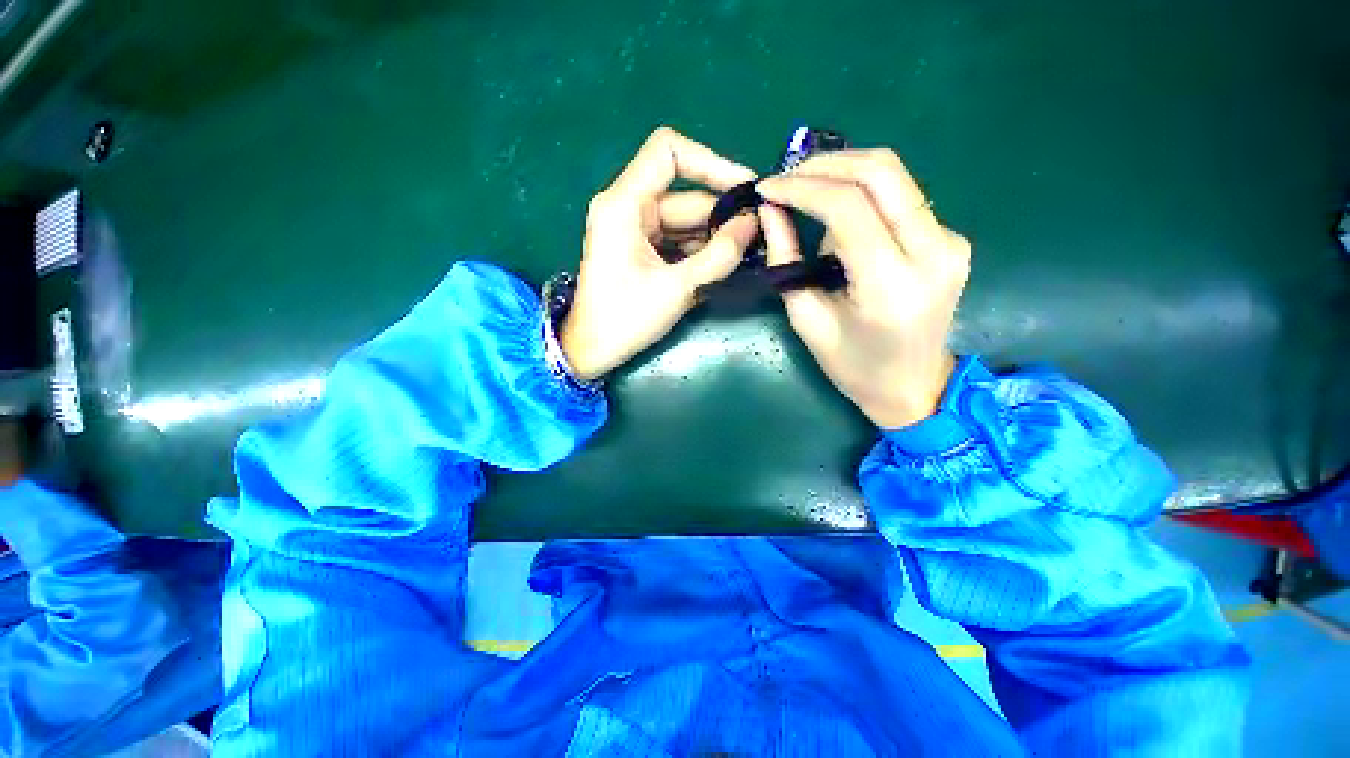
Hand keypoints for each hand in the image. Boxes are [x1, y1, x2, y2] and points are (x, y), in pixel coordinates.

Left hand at [560, 127, 759, 379]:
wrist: (592, 351)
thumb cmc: (625, 319)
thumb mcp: (676, 288)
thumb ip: (718, 256)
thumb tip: (752, 223)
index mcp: (624, 204)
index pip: (669, 152)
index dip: (712, 162)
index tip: (745, 188)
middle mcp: (628, 207)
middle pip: (685, 195)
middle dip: (722, 214)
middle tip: (759, 233)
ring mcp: (634, 229)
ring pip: (685, 221)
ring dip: (715, 236)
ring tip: (748, 253)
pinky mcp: (641, 249)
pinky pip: (677, 239)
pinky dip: (700, 250)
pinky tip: (723, 266)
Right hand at [756, 149, 970, 428]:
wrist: (913, 385)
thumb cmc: (852, 366)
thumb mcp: (807, 319)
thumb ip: (787, 261)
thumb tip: (770, 210)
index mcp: (891, 286)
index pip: (848, 207)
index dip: (802, 188)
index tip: (768, 189)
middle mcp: (933, 253)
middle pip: (882, 172)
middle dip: (826, 164)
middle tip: (787, 176)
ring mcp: (950, 242)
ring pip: (894, 177)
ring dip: (843, 175)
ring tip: (806, 198)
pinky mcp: (952, 239)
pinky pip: (901, 198)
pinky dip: (863, 196)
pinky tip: (839, 220)